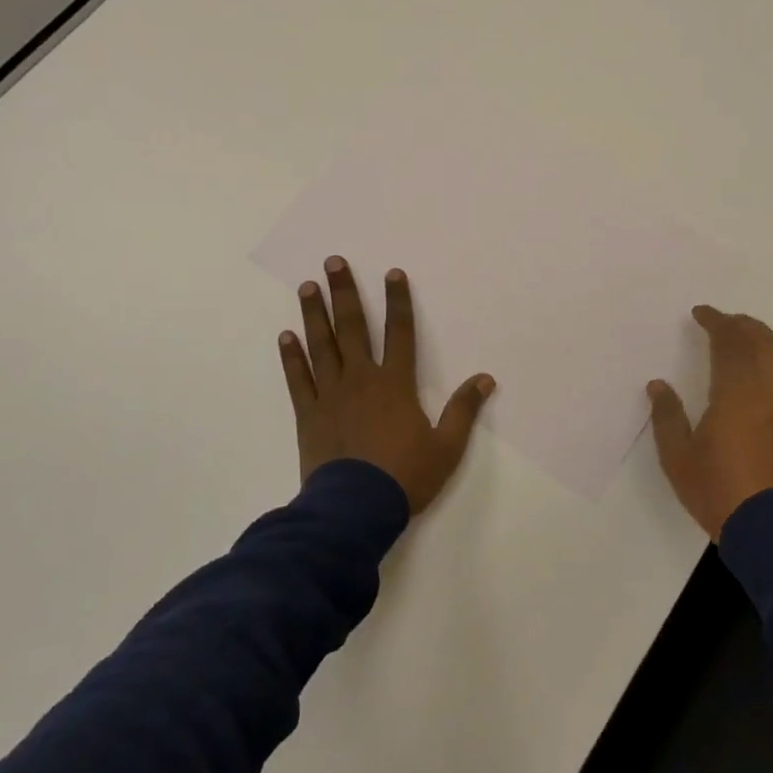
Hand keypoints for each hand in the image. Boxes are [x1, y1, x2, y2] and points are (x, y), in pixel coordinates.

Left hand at [278, 256, 495, 516]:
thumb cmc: (405, 476)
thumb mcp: (447, 446)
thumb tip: (486, 378)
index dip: (398, 301)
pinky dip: (292, 358)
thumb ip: (464, 410)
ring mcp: (331, 395)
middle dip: (344, 293)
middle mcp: (361, 379)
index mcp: (395, 384)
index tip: (391, 273)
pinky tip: (286, 336)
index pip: (399, 332)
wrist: (355, 509)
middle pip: (352, 328)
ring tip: (308, 287)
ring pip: (322, 346)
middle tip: (333, 262)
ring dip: (315, 314)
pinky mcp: (309, 415)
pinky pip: (298, 380)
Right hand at [647, 306, 772, 539]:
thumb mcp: (678, 459)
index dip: (716, 321)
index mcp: (736, 390)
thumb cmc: (721, 492)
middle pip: (762, 341)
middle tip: (725, 322)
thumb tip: (658, 385)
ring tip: (745, 346)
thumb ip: (667, 417)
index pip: (729, 340)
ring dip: (762, 346)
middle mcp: (771, 391)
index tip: (701, 313)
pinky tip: (765, 390)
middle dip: (743, 325)